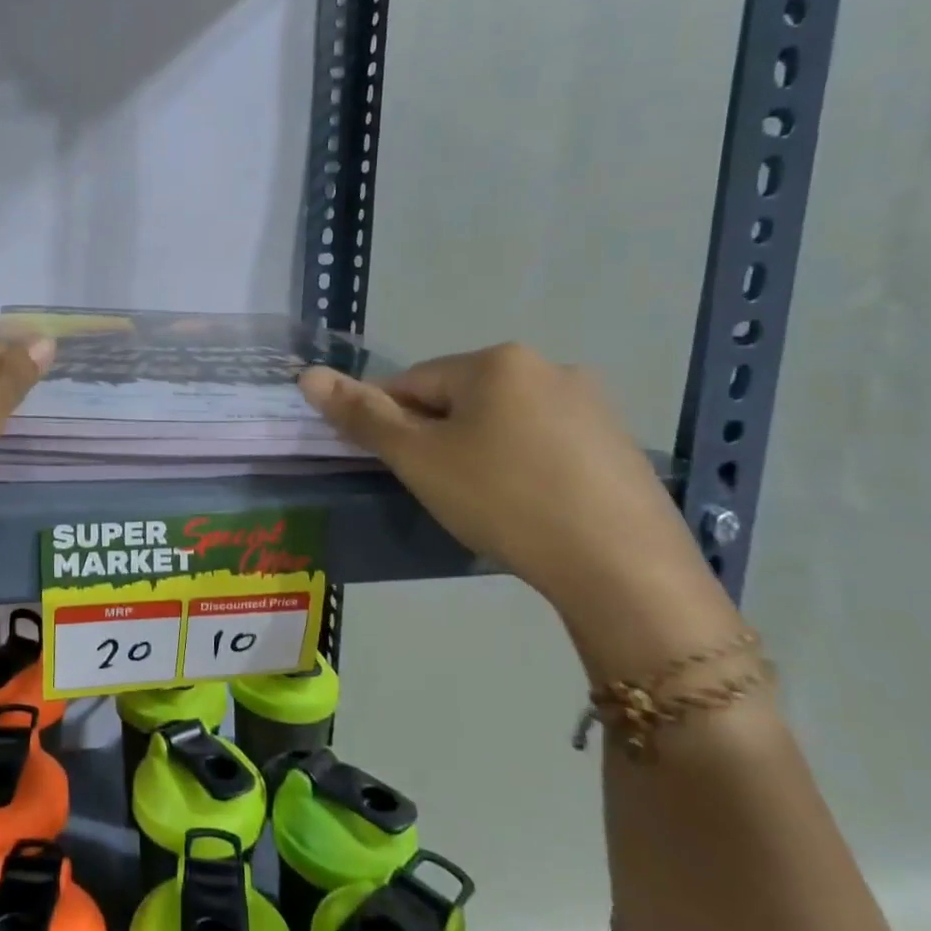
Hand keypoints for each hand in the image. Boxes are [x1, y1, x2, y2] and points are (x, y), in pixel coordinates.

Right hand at [299, 344, 702, 600]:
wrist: (623, 570)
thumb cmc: (504, 500)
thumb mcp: (420, 459)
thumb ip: (362, 415)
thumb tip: (307, 375)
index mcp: (497, 361)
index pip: (414, 383)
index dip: (391, 424)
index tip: (393, 467)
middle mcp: (548, 367)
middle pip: (461, 399)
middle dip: (439, 439)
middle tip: (440, 490)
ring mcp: (592, 405)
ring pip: (505, 422)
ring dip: (480, 452)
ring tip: (485, 505)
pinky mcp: (618, 444)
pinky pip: (546, 444)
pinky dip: (524, 467)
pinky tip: (529, 508)